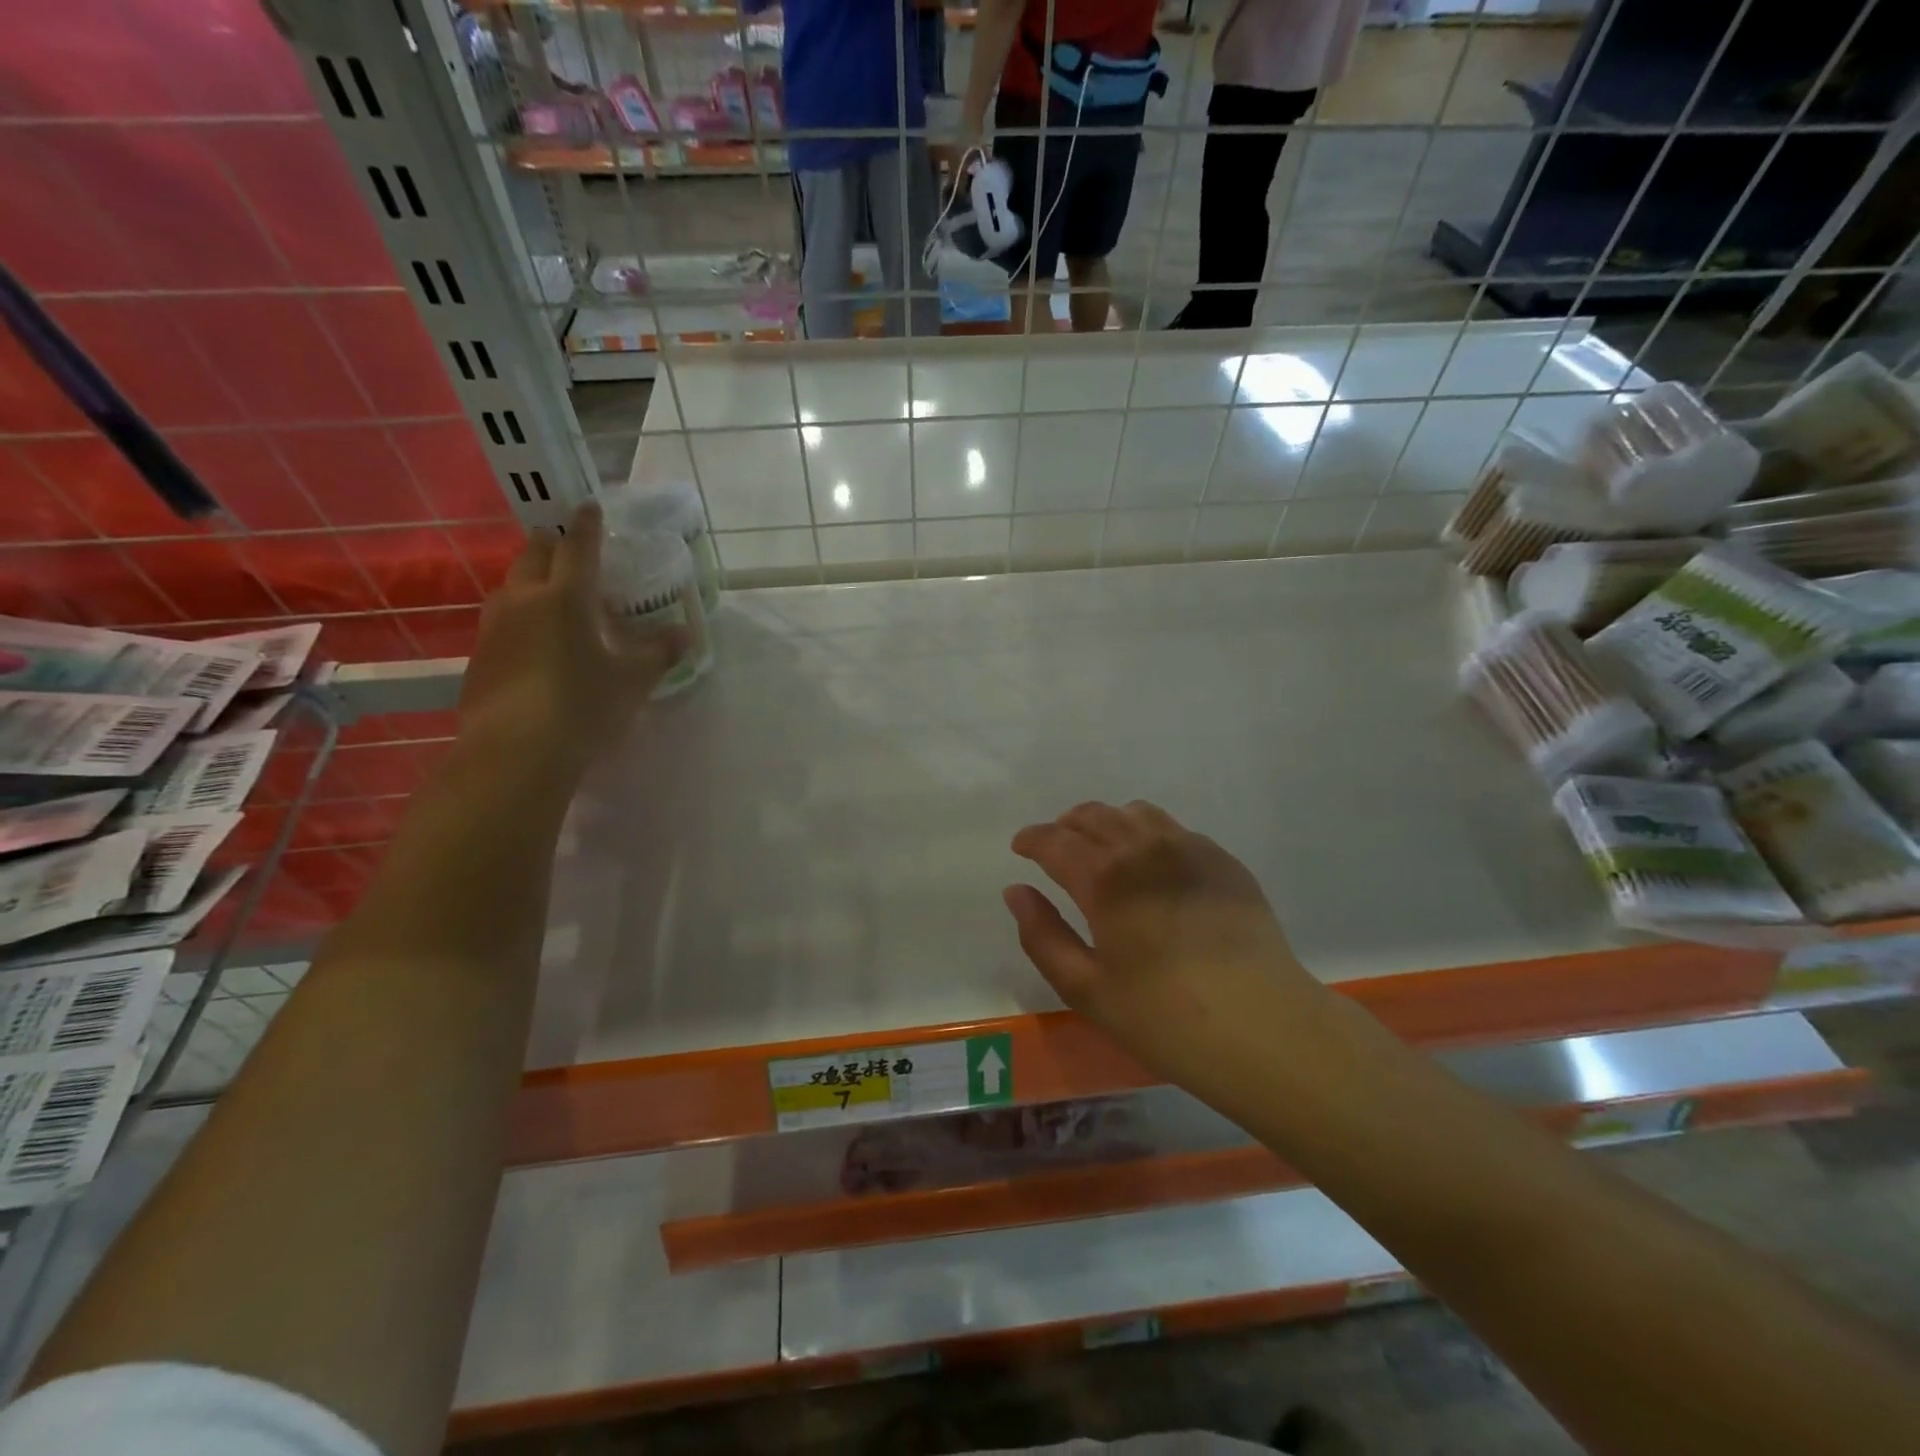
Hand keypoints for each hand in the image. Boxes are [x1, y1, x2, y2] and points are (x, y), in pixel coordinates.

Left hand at [457, 501, 686, 772]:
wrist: (515, 753)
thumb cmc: (584, 707)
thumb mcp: (632, 681)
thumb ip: (658, 653)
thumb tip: (684, 634)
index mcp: (567, 597)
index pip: (578, 547)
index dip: (587, 525)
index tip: (589, 506)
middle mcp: (524, 600)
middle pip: (534, 554)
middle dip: (553, 544)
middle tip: (570, 547)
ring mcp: (494, 627)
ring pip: (512, 585)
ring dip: (532, 579)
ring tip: (553, 593)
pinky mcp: (479, 655)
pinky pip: (501, 620)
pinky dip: (520, 615)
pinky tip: (534, 640)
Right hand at [1003, 801, 1312, 1075]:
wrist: (1263, 1027)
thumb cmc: (1163, 1017)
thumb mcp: (1086, 988)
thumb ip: (1042, 935)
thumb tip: (1017, 891)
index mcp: (1104, 879)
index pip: (1055, 841)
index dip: (1032, 840)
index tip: (1021, 847)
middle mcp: (1144, 849)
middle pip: (1094, 816)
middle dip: (1066, 826)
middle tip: (1057, 849)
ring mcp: (1189, 849)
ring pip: (1135, 814)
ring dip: (1108, 823)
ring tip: (1104, 851)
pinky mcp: (1223, 861)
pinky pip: (1174, 829)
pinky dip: (1149, 835)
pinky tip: (1154, 867)